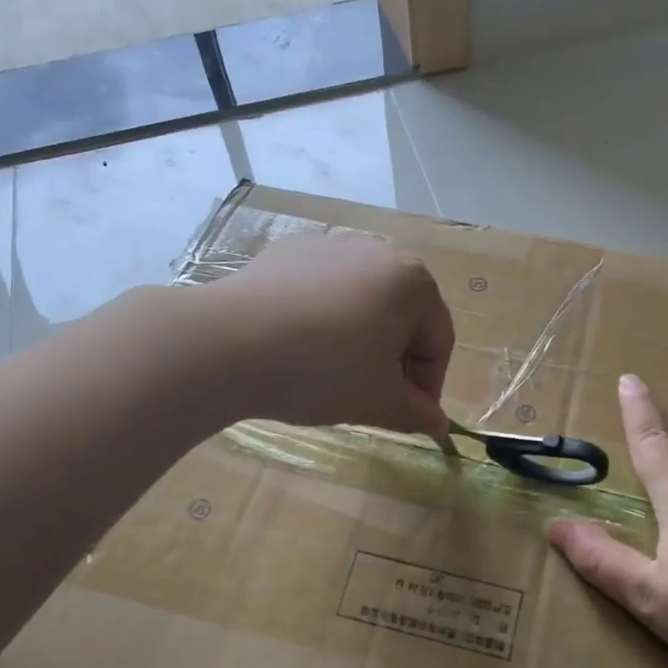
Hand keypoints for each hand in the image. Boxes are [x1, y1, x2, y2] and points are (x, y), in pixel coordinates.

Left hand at [214, 231, 455, 433]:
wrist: (229, 343)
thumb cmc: (323, 371)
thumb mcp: (378, 402)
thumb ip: (417, 413)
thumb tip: (437, 423)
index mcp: (413, 281)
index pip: (438, 341)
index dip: (426, 386)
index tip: (404, 416)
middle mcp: (378, 250)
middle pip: (402, 315)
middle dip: (393, 358)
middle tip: (368, 396)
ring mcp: (330, 244)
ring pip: (361, 300)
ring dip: (359, 337)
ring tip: (329, 372)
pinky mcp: (289, 250)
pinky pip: (322, 289)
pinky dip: (322, 317)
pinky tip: (296, 344)